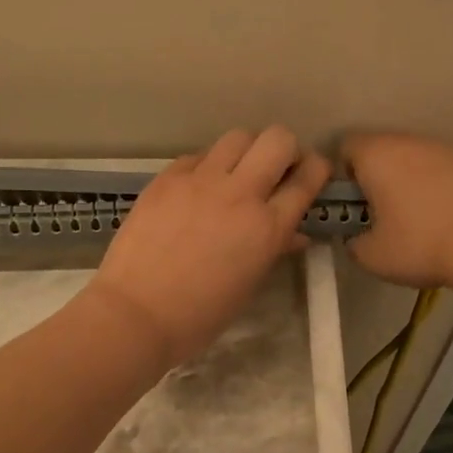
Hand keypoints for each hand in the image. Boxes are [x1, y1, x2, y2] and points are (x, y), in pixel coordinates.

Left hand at [89, 127, 331, 366]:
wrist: (135, 314)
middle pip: (277, 139)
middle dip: (285, 150)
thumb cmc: (199, 315)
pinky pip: (197, 156)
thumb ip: (274, 250)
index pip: (307, 178)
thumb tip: (294, 234)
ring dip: (246, 152)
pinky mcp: (167, 178)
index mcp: (267, 227)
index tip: (312, 175)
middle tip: (276, 171)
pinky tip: (198, 189)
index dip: (316, 170)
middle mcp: (239, 193)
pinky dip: (207, 166)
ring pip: (237, 137)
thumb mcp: (248, 285)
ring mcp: (200, 180)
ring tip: (236, 174)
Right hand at [342, 132, 452, 289]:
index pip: (346, 146)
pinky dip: (449, 188)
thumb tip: (358, 238)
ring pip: (422, 159)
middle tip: (386, 216)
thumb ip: (355, 242)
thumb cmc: (421, 244)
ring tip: (427, 221)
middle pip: (386, 150)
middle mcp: (412, 141)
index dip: (343, 174)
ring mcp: (451, 148)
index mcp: (377, 156)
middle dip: (382, 177)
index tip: (353, 203)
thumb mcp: (372, 257)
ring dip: (416, 181)